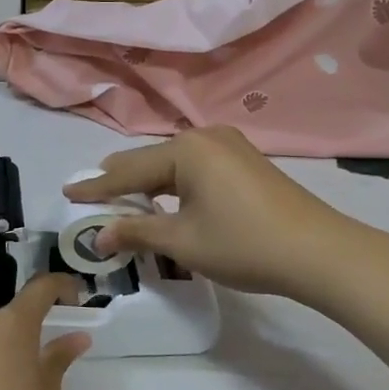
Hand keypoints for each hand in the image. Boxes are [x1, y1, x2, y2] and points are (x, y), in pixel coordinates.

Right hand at [65, 126, 369, 297]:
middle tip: (91, 191)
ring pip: (174, 163)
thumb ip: (136, 232)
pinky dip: (175, 183)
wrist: (320, 252)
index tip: (68, 193)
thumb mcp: (182, 241)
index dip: (96, 187)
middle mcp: (205, 137)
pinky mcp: (247, 162)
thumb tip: (99, 237)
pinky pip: (196, 167)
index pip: (127, 171)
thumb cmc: (243, 244)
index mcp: (185, 149)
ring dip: (149, 182)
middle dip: (120, 179)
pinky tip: (167, 196)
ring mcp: (230, 146)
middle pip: (150, 160)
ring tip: (123, 194)